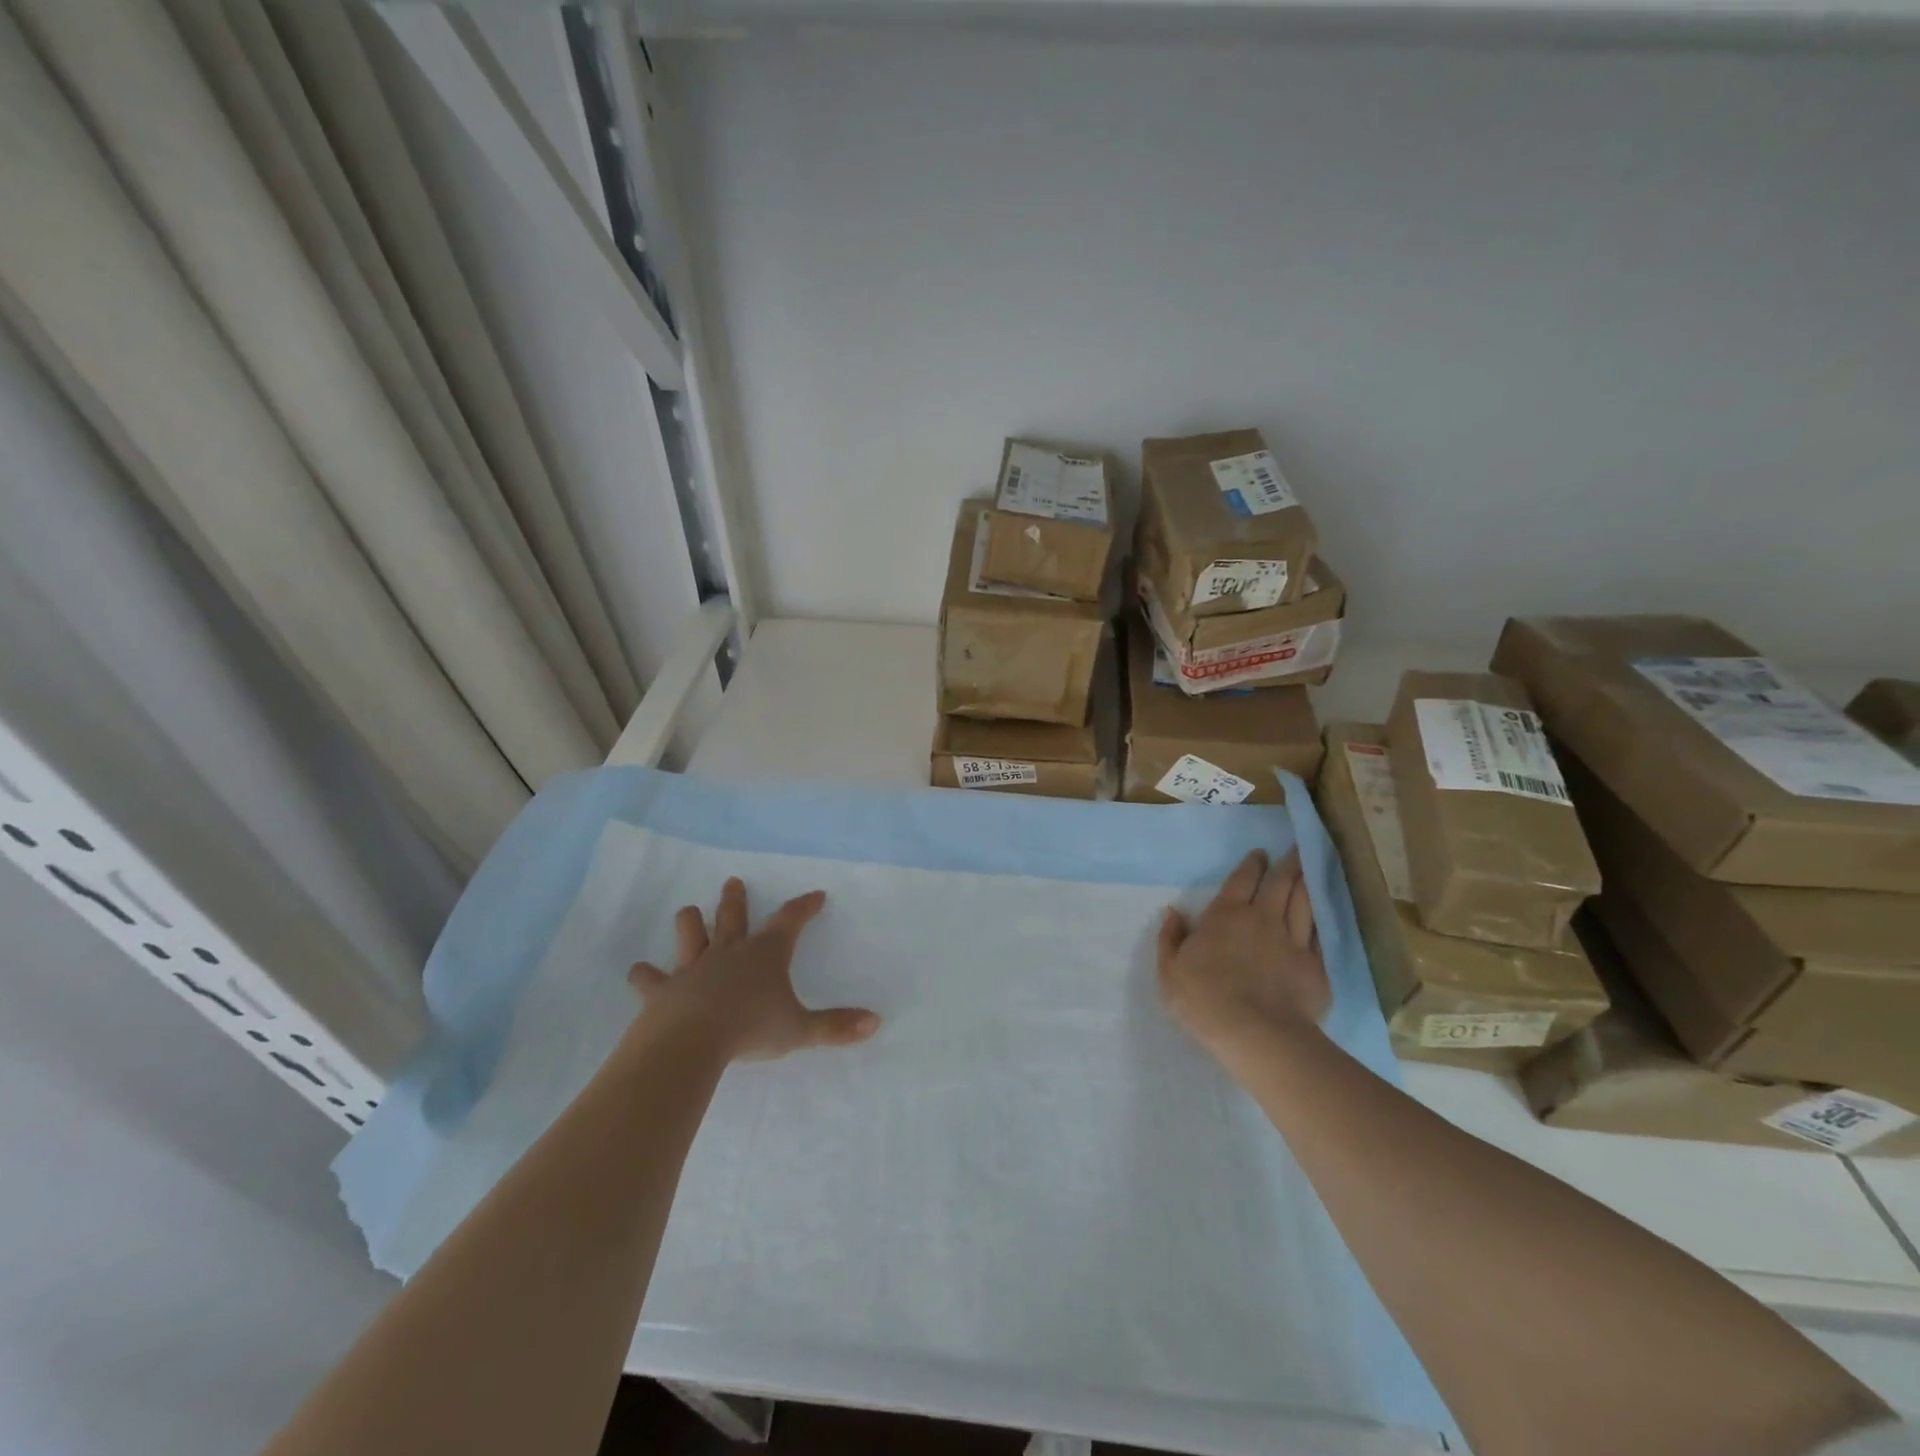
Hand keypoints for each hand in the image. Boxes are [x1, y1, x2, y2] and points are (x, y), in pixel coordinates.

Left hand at [628, 878, 879, 1061]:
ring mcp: (694, 968)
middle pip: (733, 917)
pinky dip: (646, 975)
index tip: (816, 895)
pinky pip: (652, 978)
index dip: (805, 907)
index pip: (790, 921)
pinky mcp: (664, 989)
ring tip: (689, 911)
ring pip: (691, 934)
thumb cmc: (751, 1028)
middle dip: (736, 900)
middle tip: (732, 881)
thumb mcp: (800, 1030)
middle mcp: (730, 952)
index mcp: (765, 955)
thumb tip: (875, 1022)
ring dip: (691, 923)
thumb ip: (836, 1026)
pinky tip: (639, 972)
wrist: (692, 1041)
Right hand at [1157, 848, 1330, 1058]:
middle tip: (1296, 848)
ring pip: (1304, 903)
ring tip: (1312, 869)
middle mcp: (1263, 918)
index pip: (1242, 880)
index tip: (1260, 854)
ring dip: (1307, 883)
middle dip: (1287, 864)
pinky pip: (1320, 936)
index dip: (1252, 864)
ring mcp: (1293, 941)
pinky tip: (1324, 913)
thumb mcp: (1170, 969)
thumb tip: (1172, 912)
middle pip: (1279, 884)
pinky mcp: (1315, 966)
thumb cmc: (1202, 997)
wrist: (1254, 1032)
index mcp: (1226, 914)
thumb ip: (1171, 938)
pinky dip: (1321, 920)